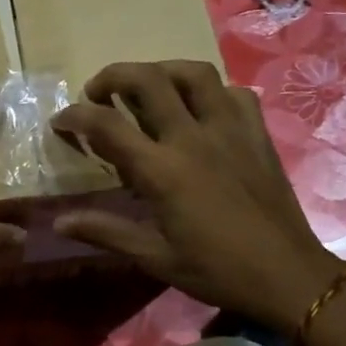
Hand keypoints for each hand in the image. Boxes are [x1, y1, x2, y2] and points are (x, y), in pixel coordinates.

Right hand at [52, 60, 345, 331]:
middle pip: (147, 79)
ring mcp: (230, 129)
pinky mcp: (257, 133)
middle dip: (113, 76)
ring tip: (148, 88)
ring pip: (193, 73)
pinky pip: (233, 93)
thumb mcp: (154, 256)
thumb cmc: (216, 270)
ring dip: (162, 71)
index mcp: (162, 170)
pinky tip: (201, 110)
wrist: (287, 275)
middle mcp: (193, 137)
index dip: (75, 116)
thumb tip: (59, 221)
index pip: (107, 125)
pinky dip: (210, 92)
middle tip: (99, 93)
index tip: (61, 120)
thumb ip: (105, 231)